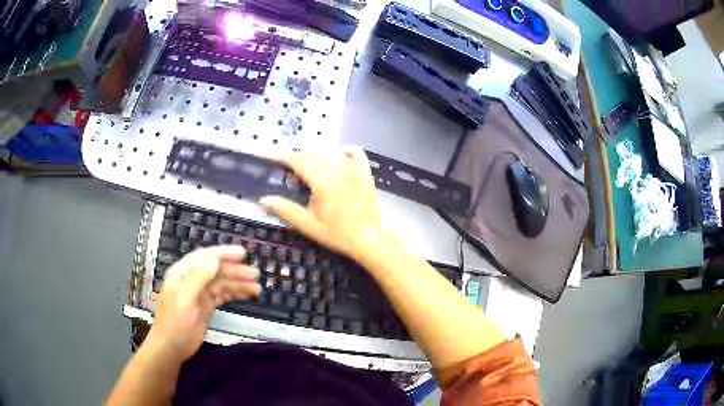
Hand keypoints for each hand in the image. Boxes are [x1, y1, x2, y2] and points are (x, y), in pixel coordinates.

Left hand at [148, 246, 258, 361]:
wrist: (172, 347)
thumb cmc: (175, 322)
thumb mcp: (184, 299)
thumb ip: (198, 278)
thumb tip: (215, 260)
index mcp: (183, 272)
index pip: (205, 257)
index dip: (223, 253)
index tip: (243, 253)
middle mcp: (192, 279)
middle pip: (216, 270)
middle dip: (235, 271)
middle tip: (255, 274)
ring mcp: (200, 292)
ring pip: (222, 283)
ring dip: (238, 283)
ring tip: (257, 288)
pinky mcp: (206, 305)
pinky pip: (223, 295)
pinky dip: (235, 293)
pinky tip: (247, 295)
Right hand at [261, 147, 387, 260]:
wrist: (369, 239)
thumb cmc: (338, 235)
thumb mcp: (309, 225)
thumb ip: (286, 210)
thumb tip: (263, 200)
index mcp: (323, 181)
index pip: (299, 160)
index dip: (283, 157)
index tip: (272, 159)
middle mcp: (338, 169)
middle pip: (312, 153)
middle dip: (297, 158)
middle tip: (288, 172)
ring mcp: (354, 168)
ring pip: (329, 151)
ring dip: (315, 155)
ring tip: (307, 169)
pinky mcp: (365, 172)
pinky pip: (354, 152)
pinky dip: (341, 151)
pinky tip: (335, 159)